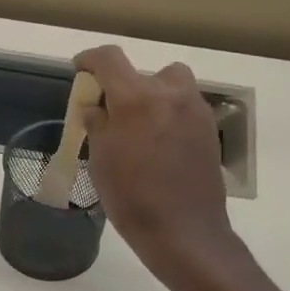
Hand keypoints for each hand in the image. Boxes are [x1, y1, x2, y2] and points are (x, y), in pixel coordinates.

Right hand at [73, 44, 237, 290]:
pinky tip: (160, 144)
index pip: (109, 59)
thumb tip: (95, 106)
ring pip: (170, 84)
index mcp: (136, 99)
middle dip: (124, 86)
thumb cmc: (131, 198)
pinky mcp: (209, 128)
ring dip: (152, 94)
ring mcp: (195, 110)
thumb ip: (97, 124)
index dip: (90, 59)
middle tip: (111, 113)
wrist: (184, 231)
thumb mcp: (100, 160)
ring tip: (139, 125)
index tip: (80, 69)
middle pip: (142, 72)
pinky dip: (169, 113)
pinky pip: (185, 106)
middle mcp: (169, 94)